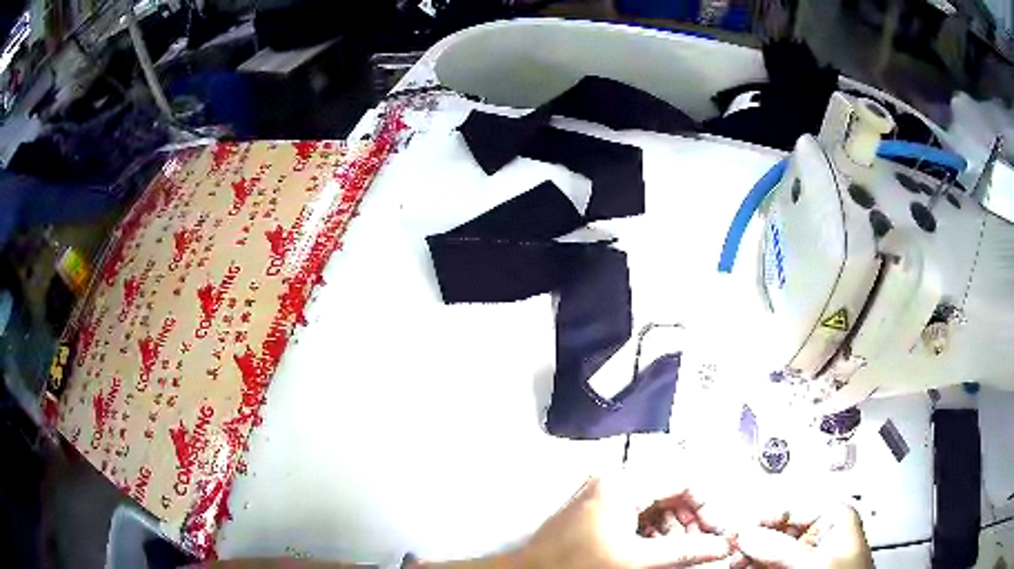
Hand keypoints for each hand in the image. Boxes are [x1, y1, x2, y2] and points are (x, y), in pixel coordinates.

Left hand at [516, 472, 733, 568]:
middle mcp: (613, 480)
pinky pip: (636, 513)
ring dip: (672, 528)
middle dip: (689, 520)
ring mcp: (602, 493)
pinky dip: (652, 531)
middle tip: (701, 545)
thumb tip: (723, 546)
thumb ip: (684, 552)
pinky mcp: (596, 508)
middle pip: (669, 492)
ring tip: (680, 552)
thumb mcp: (635, 560)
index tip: (716, 531)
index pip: (682, 480)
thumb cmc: (575, 565)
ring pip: (654, 504)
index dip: (706, 506)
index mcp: (622, 483)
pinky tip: (657, 551)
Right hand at [733, 504, 873, 568]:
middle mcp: (820, 533)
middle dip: (753, 541)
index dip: (762, 519)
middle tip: (731, 550)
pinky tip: (744, 567)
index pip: (792, 509)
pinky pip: (772, 565)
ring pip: (771, 551)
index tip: (737, 530)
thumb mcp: (814, 561)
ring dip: (750, 555)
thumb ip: (781, 548)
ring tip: (733, 562)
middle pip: (778, 531)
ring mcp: (808, 555)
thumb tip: (747, 534)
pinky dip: (755, 565)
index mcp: (834, 517)